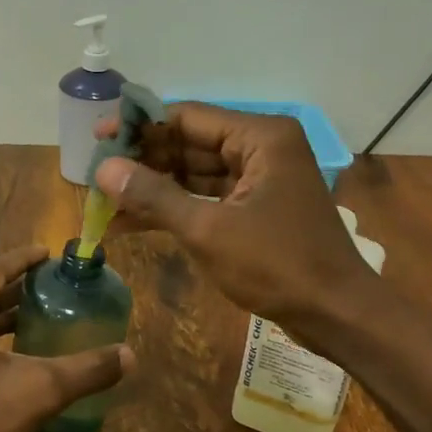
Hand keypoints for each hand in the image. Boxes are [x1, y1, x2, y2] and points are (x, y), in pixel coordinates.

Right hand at [93, 103, 372, 332]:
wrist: (336, 314)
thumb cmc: (278, 265)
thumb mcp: (209, 230)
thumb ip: (154, 196)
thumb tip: (104, 169)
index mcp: (260, 137)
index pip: (186, 117)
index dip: (138, 125)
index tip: (97, 138)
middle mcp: (261, 148)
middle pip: (188, 143)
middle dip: (142, 160)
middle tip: (95, 174)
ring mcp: (259, 178)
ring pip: (194, 173)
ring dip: (152, 187)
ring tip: (104, 200)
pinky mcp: (255, 207)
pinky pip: (205, 197)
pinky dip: (172, 208)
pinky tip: (130, 221)